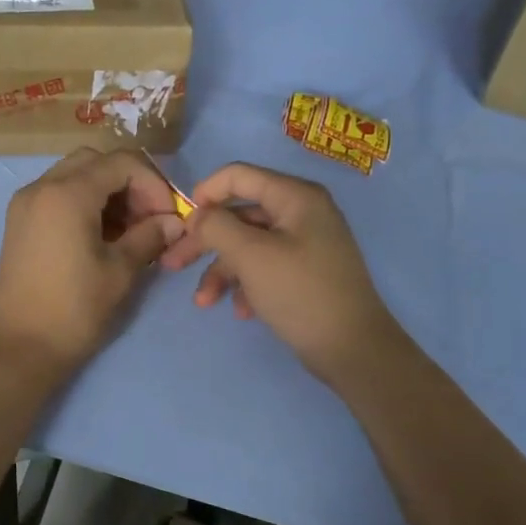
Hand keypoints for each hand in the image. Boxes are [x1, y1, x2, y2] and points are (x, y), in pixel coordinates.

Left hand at [0, 148, 185, 378]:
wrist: (20, 349)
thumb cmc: (75, 310)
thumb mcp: (120, 271)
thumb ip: (149, 237)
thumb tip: (174, 222)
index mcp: (66, 194)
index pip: (121, 163)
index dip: (153, 184)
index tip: (168, 216)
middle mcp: (40, 187)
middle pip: (95, 162)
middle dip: (129, 183)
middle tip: (149, 218)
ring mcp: (24, 204)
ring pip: (74, 175)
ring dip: (107, 192)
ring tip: (129, 231)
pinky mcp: (19, 223)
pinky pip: (56, 195)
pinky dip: (83, 203)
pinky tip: (101, 236)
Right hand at [159, 162, 403, 388]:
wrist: (353, 349)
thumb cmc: (300, 293)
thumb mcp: (250, 255)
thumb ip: (216, 227)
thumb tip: (198, 216)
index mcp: (295, 197)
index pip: (238, 175)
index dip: (204, 193)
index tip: (181, 223)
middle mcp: (302, 212)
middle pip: (239, 215)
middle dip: (204, 242)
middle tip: (172, 265)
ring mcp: (306, 243)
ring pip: (248, 245)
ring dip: (221, 271)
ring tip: (204, 302)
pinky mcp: (305, 272)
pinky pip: (265, 267)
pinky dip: (246, 285)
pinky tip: (241, 311)